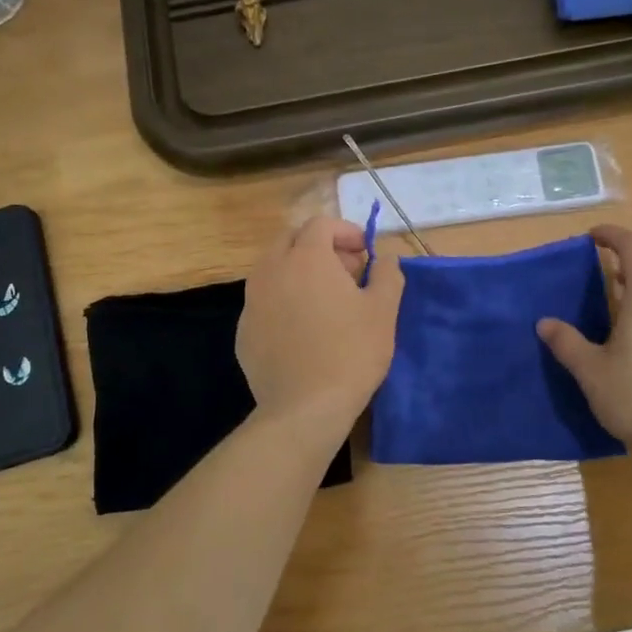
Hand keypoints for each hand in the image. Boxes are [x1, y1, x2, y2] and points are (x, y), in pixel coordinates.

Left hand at [238, 215, 404, 429]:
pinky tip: (303, 331)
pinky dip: (283, 301)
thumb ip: (388, 274)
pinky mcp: (243, 331)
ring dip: (299, 272)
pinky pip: (264, 302)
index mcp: (306, 258)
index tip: (364, 253)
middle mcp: (272, 270)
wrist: (305, 408)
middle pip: (291, 240)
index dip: (346, 231)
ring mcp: (251, 301)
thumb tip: (386, 257)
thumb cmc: (352, 352)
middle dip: (319, 247)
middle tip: (346, 272)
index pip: (321, 224)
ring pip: (273, 270)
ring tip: (325, 301)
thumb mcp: (384, 310)